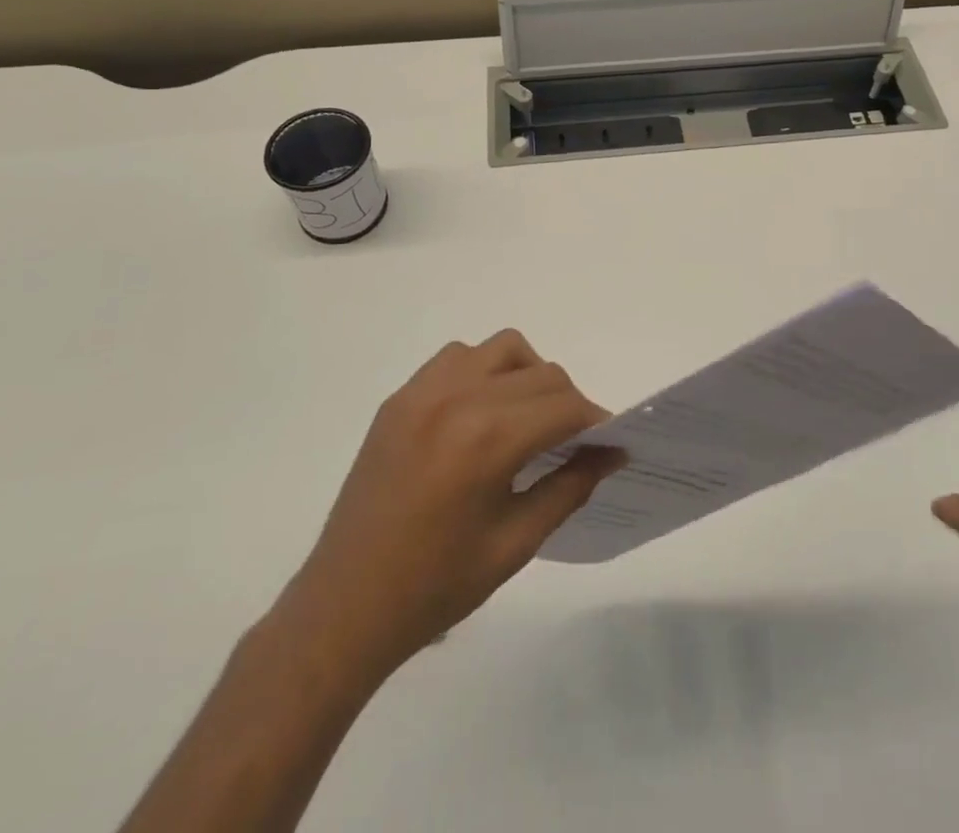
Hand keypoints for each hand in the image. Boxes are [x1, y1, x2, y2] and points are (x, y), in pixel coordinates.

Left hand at [281, 330, 621, 682]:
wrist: (346, 608)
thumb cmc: (436, 587)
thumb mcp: (516, 544)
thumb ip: (570, 488)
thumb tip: (612, 453)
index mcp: (487, 440)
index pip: (565, 406)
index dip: (597, 421)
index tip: (611, 442)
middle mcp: (457, 399)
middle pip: (541, 373)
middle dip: (569, 402)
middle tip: (574, 442)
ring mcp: (423, 392)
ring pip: (501, 350)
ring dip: (528, 375)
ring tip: (528, 419)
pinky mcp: (400, 398)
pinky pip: (457, 358)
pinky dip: (483, 371)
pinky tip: (481, 414)